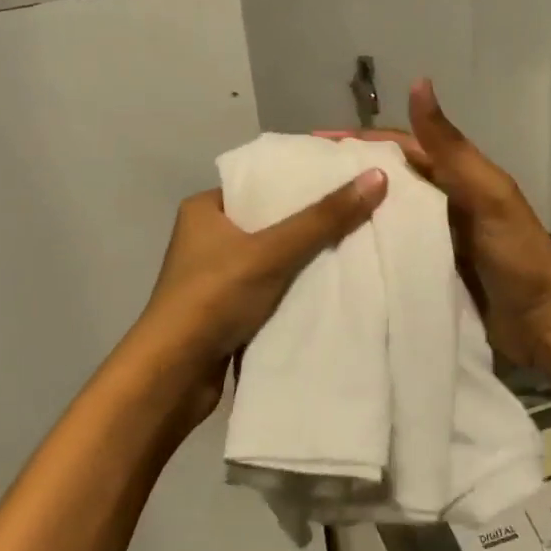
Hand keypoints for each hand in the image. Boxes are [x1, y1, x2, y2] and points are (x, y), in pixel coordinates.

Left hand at [131, 169, 388, 423]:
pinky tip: (329, 286)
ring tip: (354, 246)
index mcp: (204, 209)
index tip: (344, 180)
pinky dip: (292, 289)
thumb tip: (377, 176)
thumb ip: (323, 219)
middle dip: (309, 223)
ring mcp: (213, 277)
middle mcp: (205, 238)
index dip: (300, 181)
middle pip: (269, 221)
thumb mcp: (272, 251)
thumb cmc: (214, 297)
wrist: (173, 375)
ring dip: (302, 260)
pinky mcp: (224, 310)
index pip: (260, 183)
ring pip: (270, 258)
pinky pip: (267, 289)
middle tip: (357, 213)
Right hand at [320, 79, 550, 364]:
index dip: (358, 140)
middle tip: (297, 184)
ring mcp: (433, 239)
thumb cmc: (516, 253)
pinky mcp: (428, 272)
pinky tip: (333, 255)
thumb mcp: (484, 193)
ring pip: (385, 217)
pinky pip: (390, 252)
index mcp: (454, 176)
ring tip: (303, 218)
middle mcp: (440, 202)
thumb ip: (449, 146)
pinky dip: (365, 248)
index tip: (312, 142)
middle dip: (347, 177)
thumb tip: (419, 82)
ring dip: (351, 213)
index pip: (398, 147)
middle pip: (386, 181)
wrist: (544, 324)